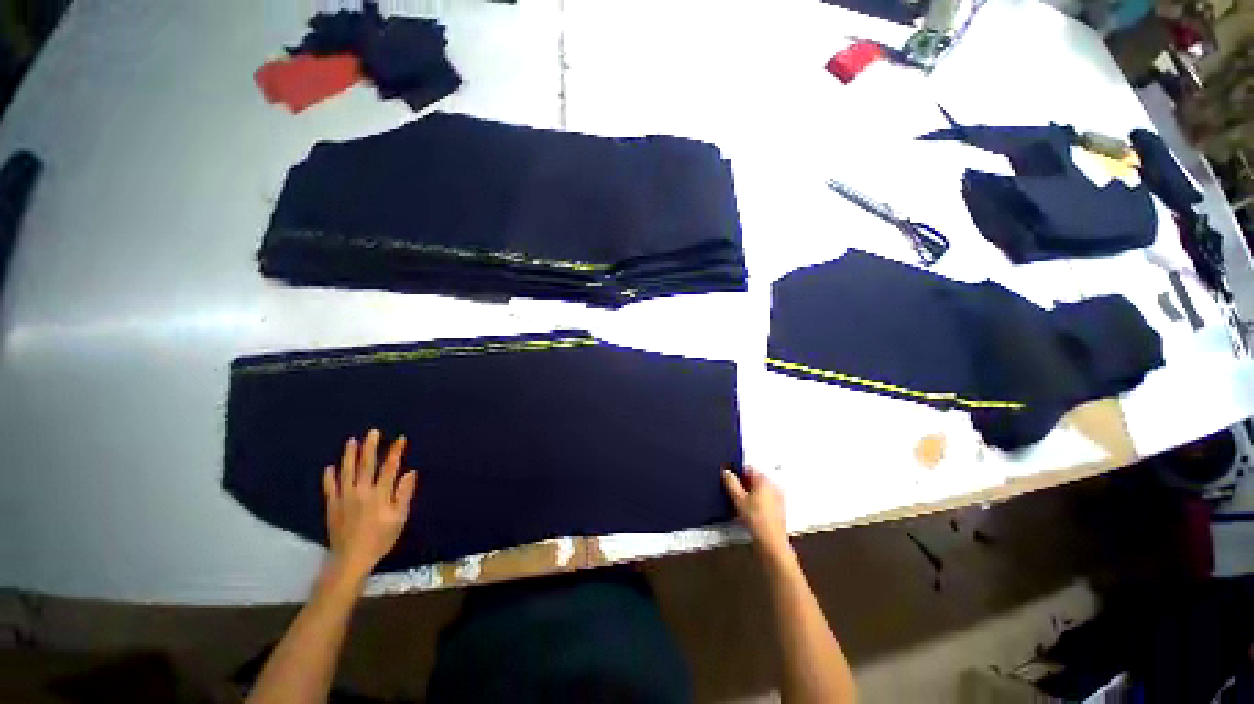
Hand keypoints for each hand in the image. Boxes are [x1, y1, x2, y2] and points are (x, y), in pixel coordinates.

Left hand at [323, 429, 418, 580]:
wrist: (351, 559)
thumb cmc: (380, 539)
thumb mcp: (399, 518)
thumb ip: (404, 494)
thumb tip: (411, 473)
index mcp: (380, 494)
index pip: (389, 467)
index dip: (395, 452)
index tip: (400, 439)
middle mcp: (361, 492)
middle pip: (366, 465)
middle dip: (370, 447)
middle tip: (372, 432)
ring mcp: (344, 498)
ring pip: (346, 472)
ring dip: (350, 455)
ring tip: (352, 441)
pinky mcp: (332, 506)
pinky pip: (330, 487)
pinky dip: (330, 476)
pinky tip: (331, 467)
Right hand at [723, 467, 791, 560]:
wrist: (772, 543)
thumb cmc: (755, 518)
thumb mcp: (738, 499)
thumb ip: (731, 483)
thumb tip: (726, 471)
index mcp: (764, 479)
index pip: (748, 468)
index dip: (737, 472)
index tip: (728, 481)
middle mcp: (773, 484)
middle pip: (755, 478)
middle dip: (744, 483)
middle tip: (733, 492)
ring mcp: (778, 496)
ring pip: (760, 489)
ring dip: (750, 492)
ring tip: (740, 502)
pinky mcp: (780, 508)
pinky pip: (766, 498)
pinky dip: (758, 500)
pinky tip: (750, 510)